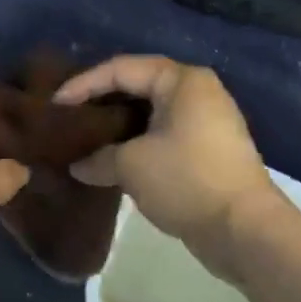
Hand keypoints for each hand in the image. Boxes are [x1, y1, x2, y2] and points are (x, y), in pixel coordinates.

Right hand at [53, 55, 288, 281]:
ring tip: (84, 138)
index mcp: (181, 80)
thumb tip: (77, 165)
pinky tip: (112, 158)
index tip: (55, 105)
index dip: (83, 84)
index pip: (120, 69)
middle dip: (100, 102)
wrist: (245, 231)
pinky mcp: (208, 149)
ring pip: (149, 113)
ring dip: (117, 125)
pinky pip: (162, 133)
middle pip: (136, 86)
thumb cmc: (186, 181)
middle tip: (67, 118)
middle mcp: (196, 91)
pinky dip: (136, 141)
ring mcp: (206, 121)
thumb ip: (98, 157)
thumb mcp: (131, 166)